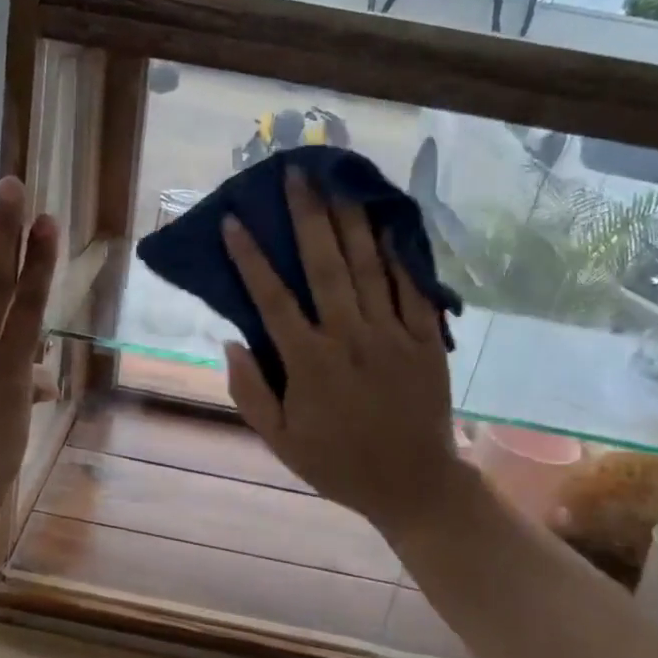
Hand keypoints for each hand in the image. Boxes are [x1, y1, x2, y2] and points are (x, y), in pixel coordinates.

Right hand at [222, 168, 468, 542]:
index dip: (249, 258)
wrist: (413, 484)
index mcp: (309, 364)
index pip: (272, 300)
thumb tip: (231, 340)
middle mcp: (350, 339)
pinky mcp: (426, 341)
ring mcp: (392, 336)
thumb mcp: (279, 441)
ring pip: (369, 267)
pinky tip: (388, 223)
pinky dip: (400, 254)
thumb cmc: (338, 463)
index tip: (232, 221)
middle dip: (308, 216)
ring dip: (351, 220)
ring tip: (338, 181)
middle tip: (296, 173)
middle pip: (325, 266)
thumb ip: (250, 392)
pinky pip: (412, 289)